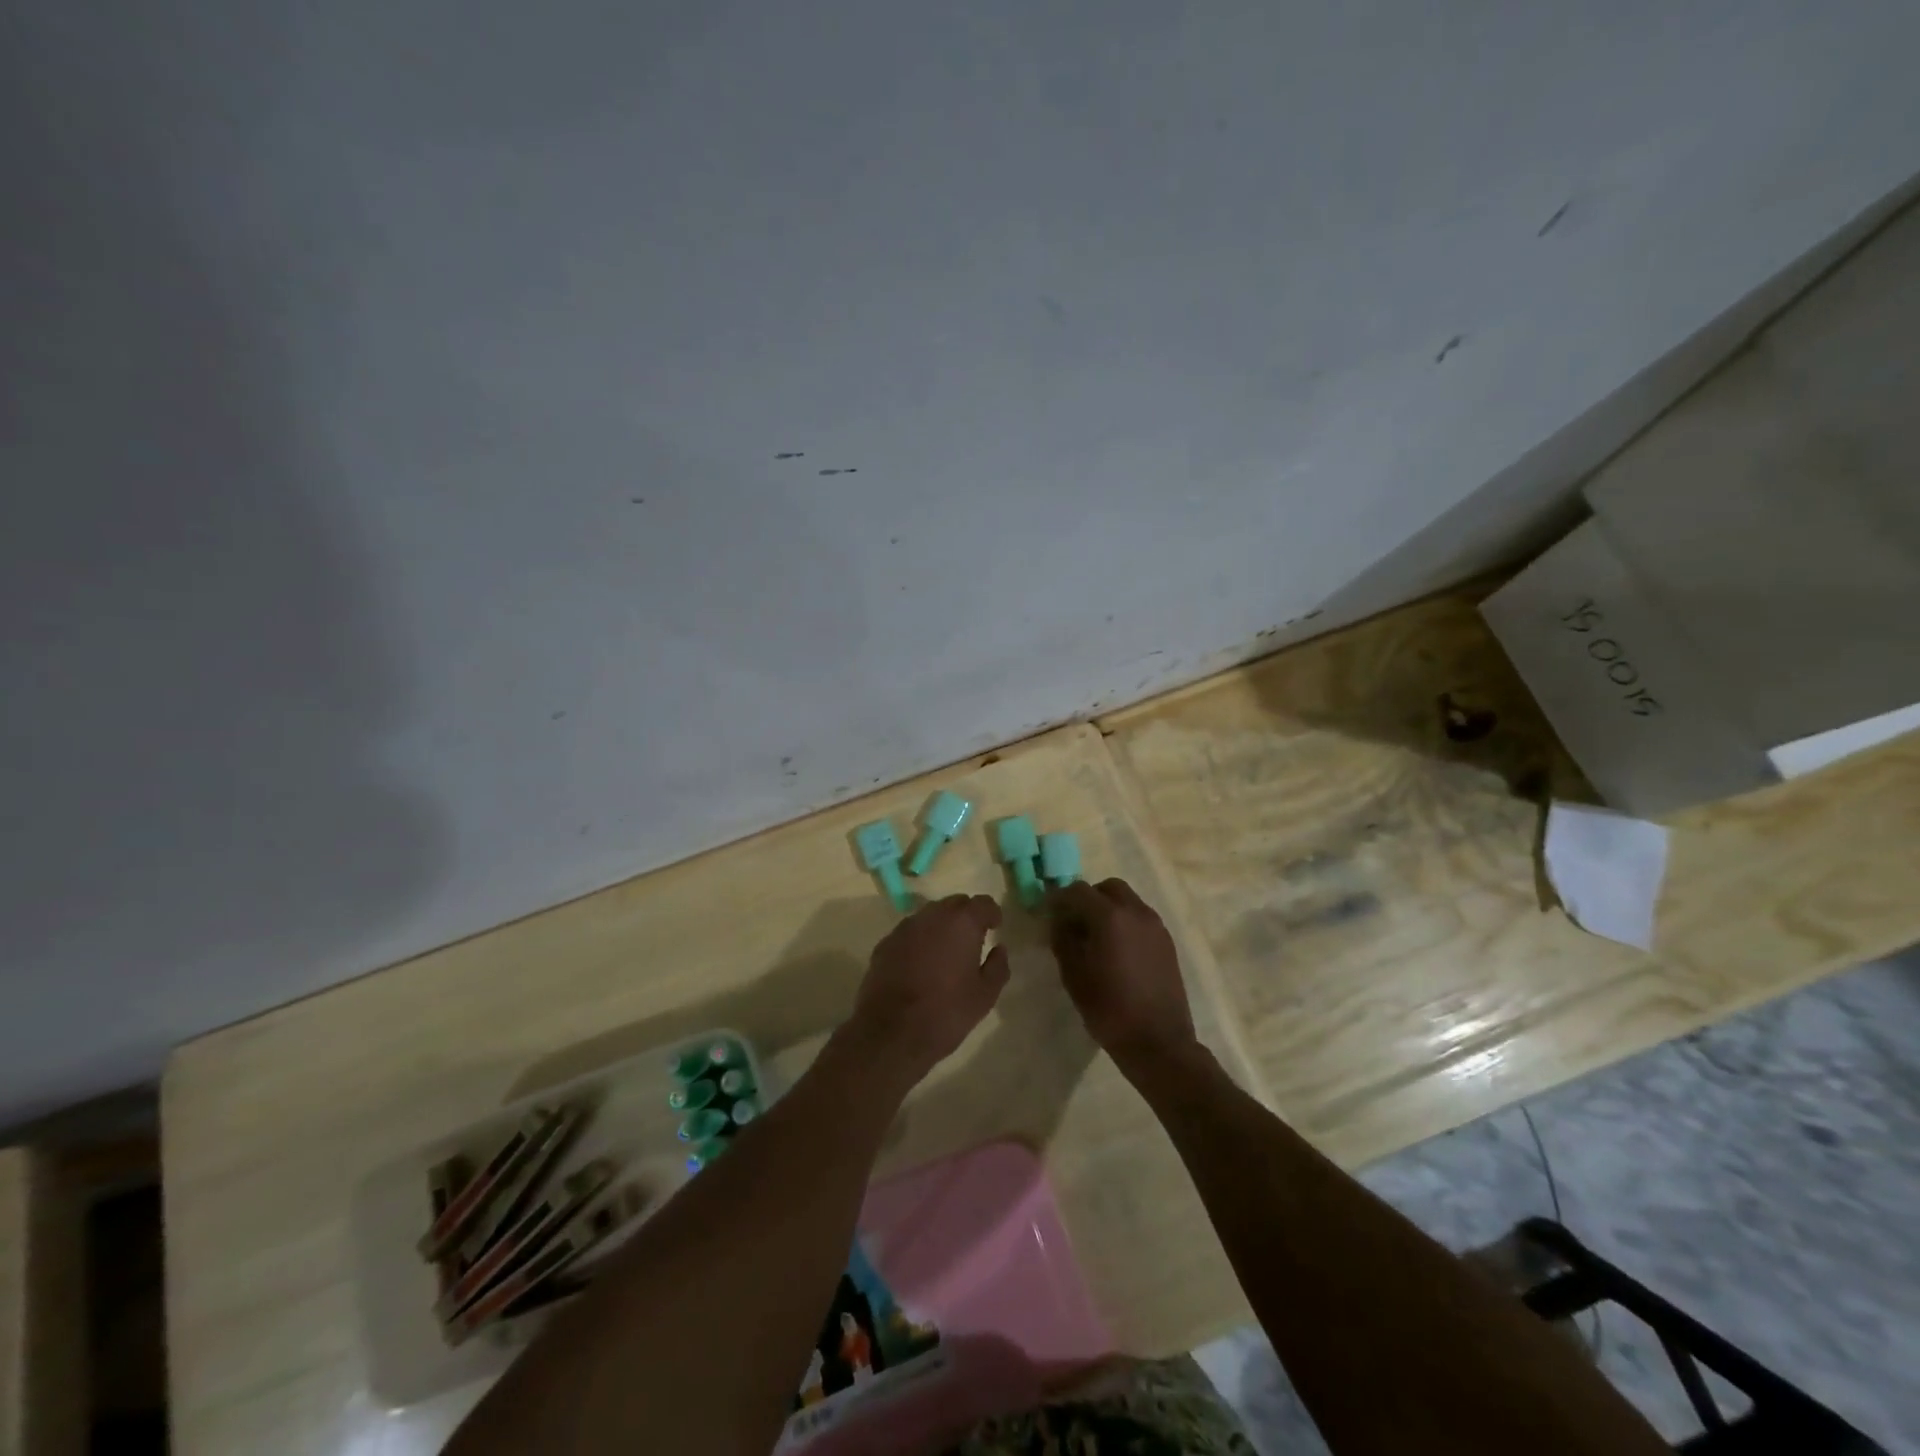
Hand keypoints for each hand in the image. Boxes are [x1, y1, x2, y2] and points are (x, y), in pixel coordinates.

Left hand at [846, 894, 1009, 1084]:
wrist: (891, 1033)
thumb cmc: (946, 1013)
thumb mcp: (985, 996)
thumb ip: (998, 966)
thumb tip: (999, 948)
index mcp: (962, 923)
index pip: (983, 903)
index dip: (991, 913)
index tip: (995, 928)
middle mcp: (932, 916)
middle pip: (954, 903)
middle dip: (966, 916)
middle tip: (973, 939)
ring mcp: (905, 928)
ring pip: (930, 916)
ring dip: (941, 926)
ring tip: (946, 952)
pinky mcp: (885, 944)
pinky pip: (909, 932)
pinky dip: (919, 940)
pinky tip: (921, 964)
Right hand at [1048, 879, 1197, 1076]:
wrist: (1159, 1042)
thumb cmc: (1109, 1009)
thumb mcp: (1073, 975)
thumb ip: (1063, 939)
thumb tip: (1059, 920)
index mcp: (1110, 916)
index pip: (1078, 890)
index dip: (1060, 898)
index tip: (1050, 914)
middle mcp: (1136, 912)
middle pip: (1108, 888)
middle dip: (1088, 898)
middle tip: (1075, 923)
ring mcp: (1155, 926)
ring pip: (1128, 901)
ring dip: (1109, 909)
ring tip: (1097, 939)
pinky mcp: (1167, 942)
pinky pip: (1141, 918)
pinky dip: (1126, 923)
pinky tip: (1118, 951)